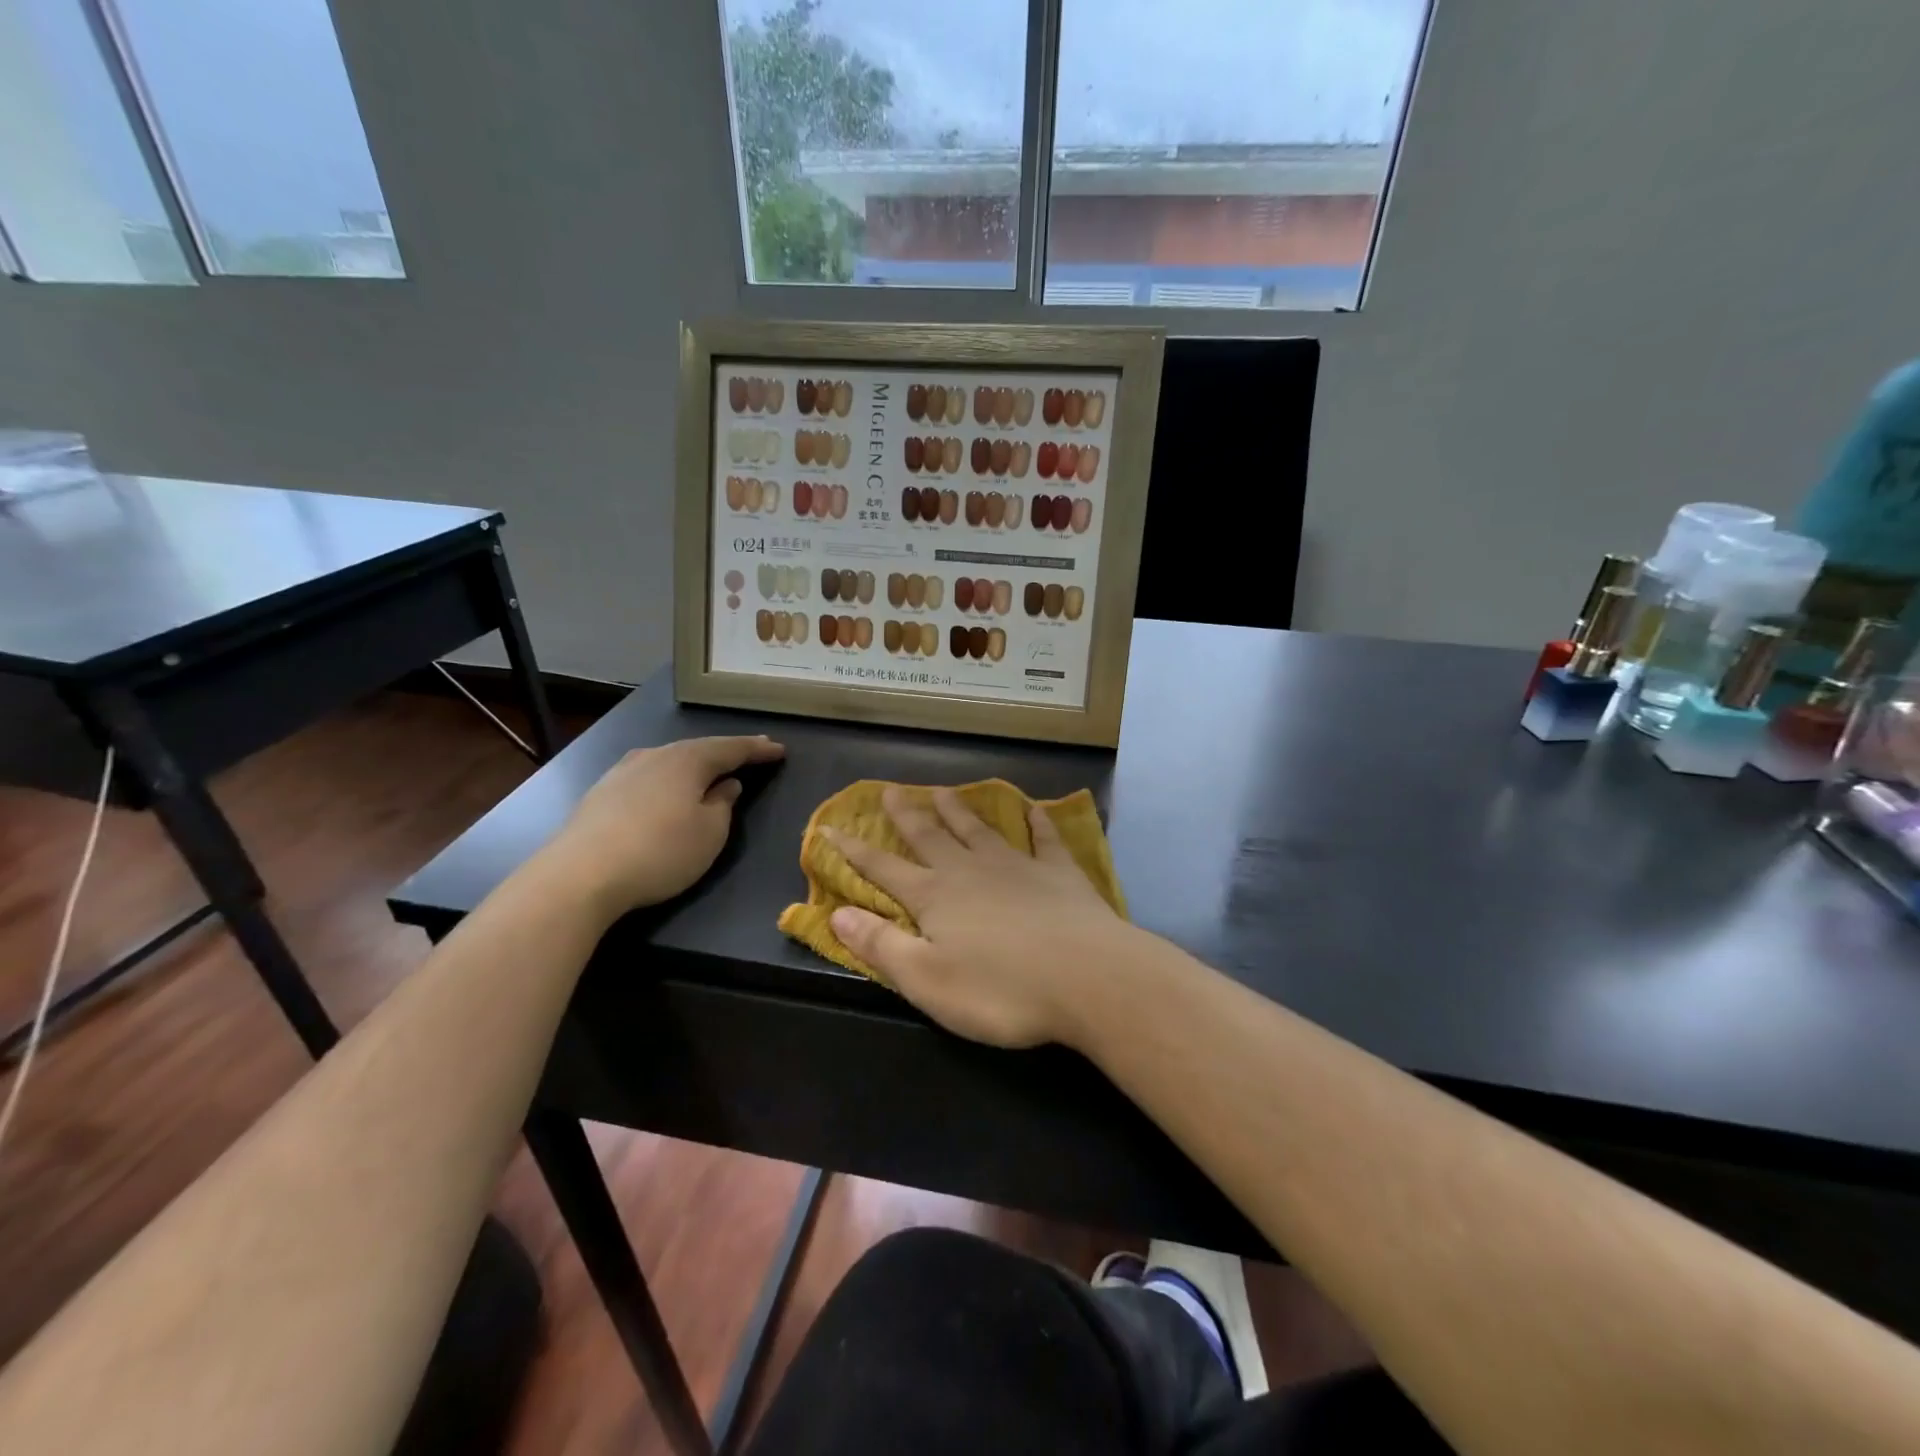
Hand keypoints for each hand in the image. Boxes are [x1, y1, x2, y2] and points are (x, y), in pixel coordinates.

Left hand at [546, 735, 783, 916]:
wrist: (579, 875)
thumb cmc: (660, 852)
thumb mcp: (710, 833)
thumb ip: (723, 804)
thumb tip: (725, 785)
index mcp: (688, 760)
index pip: (732, 748)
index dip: (757, 750)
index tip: (780, 750)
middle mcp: (655, 755)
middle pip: (699, 749)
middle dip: (727, 752)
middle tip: (752, 752)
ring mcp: (623, 771)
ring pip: (670, 760)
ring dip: (694, 764)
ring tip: (711, 770)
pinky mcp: (601, 793)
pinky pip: (649, 776)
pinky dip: (668, 779)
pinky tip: (668, 789)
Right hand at [825, 786, 1142, 1048]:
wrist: (1088, 978)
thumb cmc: (1001, 990)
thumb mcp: (927, 980)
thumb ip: (880, 945)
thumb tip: (836, 913)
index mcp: (935, 898)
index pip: (884, 870)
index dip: (854, 851)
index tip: (831, 827)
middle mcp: (970, 871)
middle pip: (931, 837)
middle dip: (907, 815)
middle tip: (892, 790)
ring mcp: (1017, 866)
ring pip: (979, 830)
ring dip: (959, 810)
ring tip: (944, 790)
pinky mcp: (1059, 872)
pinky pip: (1043, 837)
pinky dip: (1036, 821)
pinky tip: (1033, 808)